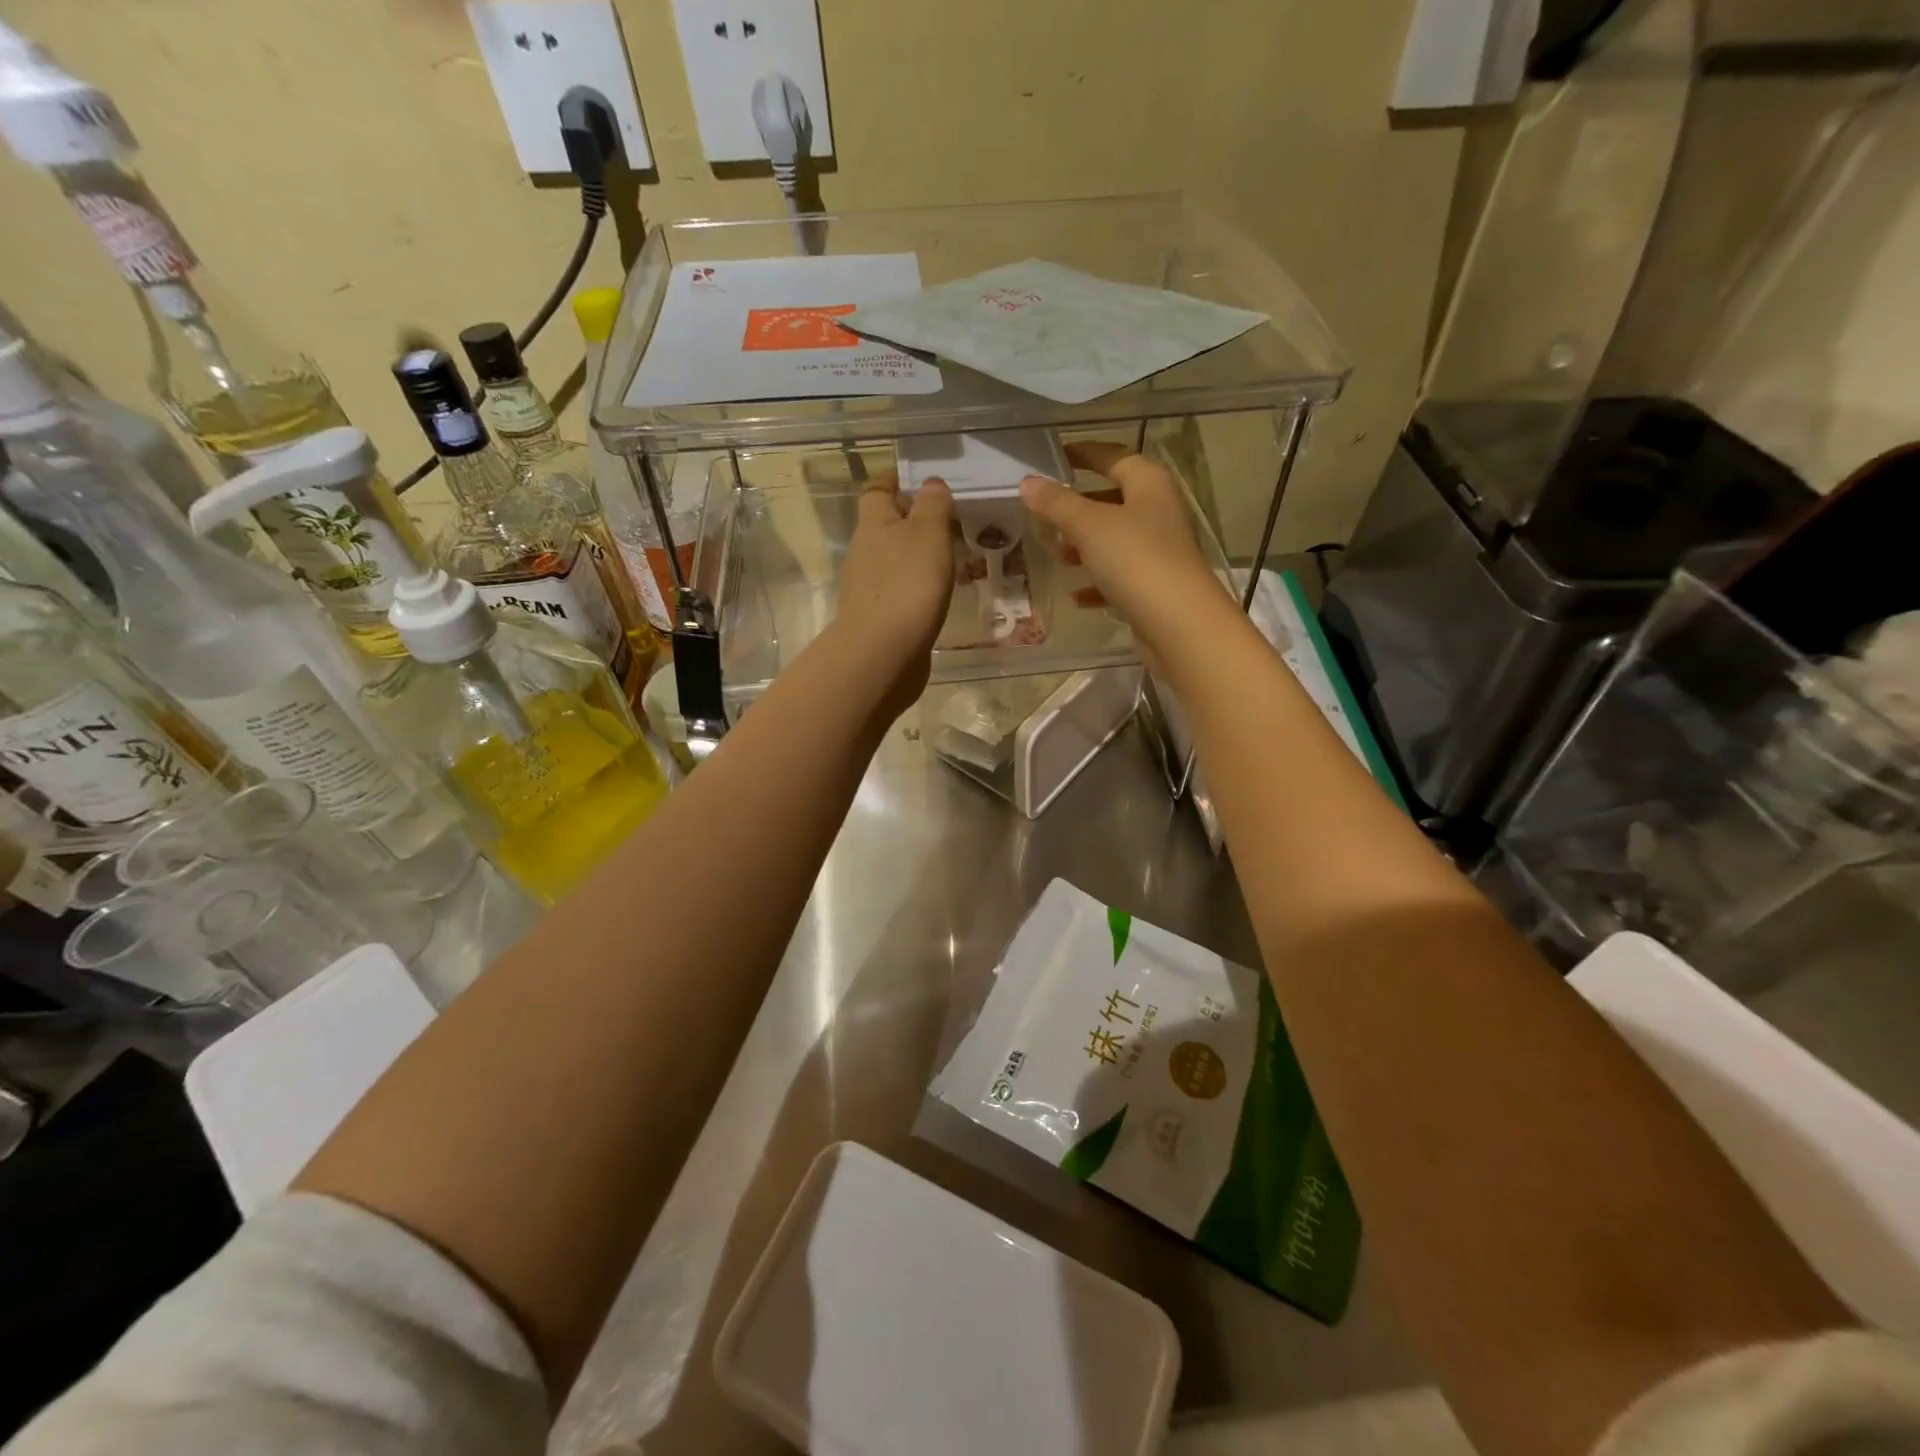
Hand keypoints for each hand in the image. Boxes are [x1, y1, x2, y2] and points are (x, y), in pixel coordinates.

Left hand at [830, 471, 954, 714]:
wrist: (883, 654)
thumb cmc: (908, 585)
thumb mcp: (928, 534)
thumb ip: (932, 506)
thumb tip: (930, 483)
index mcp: (874, 525)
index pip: (877, 491)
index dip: (894, 481)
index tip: (916, 477)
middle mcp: (865, 553)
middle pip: (885, 527)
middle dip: (912, 521)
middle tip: (949, 520)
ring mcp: (870, 588)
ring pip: (895, 561)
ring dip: (918, 556)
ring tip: (953, 557)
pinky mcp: (880, 618)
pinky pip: (901, 591)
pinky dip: (918, 587)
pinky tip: (940, 594)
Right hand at [1021, 442, 1230, 658]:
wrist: (1179, 624)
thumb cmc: (1136, 560)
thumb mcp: (1089, 526)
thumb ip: (1057, 503)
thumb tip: (1028, 482)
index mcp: (1149, 484)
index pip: (1114, 456)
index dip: (1085, 454)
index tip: (1055, 456)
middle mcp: (1158, 511)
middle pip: (1115, 499)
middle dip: (1080, 506)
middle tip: (1048, 512)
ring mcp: (1159, 551)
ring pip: (1116, 540)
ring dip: (1086, 546)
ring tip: (1058, 555)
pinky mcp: (1155, 586)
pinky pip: (1120, 577)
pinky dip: (1098, 583)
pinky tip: (1077, 596)